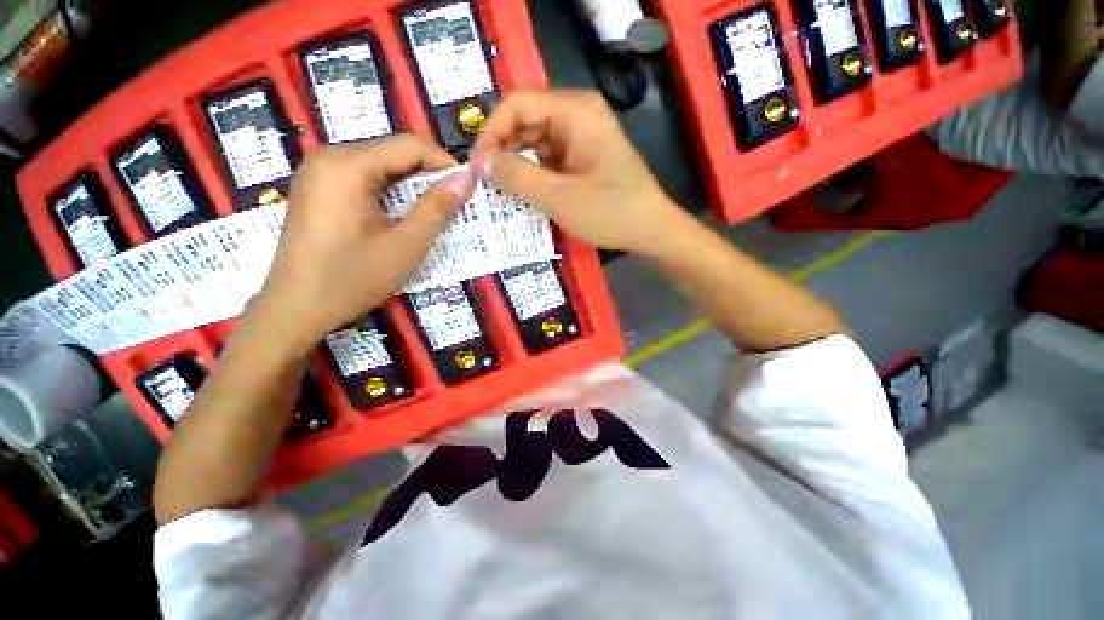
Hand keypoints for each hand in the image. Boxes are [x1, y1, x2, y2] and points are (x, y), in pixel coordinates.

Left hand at [255, 134, 475, 348]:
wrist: (296, 308)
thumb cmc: (353, 278)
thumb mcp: (406, 245)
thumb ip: (438, 208)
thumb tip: (467, 178)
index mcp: (348, 165)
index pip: (411, 145)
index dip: (445, 164)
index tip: (467, 191)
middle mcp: (329, 156)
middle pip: (394, 152)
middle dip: (428, 177)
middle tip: (452, 208)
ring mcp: (319, 172)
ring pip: (381, 165)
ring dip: (411, 187)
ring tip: (430, 215)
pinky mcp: (317, 188)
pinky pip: (363, 178)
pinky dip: (390, 193)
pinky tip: (399, 218)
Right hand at [469, 89, 686, 254]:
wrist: (651, 230)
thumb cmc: (610, 213)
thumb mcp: (559, 197)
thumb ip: (517, 177)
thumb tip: (479, 161)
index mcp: (574, 111)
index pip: (516, 103)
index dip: (490, 132)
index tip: (477, 167)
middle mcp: (577, 115)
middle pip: (524, 120)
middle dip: (501, 149)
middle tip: (485, 182)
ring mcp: (581, 137)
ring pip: (534, 141)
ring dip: (515, 163)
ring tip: (499, 190)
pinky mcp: (582, 157)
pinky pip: (548, 157)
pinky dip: (533, 173)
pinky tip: (522, 192)